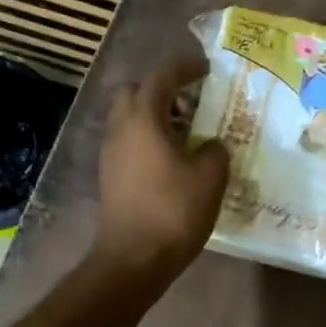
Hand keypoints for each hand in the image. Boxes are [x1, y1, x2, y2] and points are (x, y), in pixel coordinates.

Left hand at [93, 58, 229, 282]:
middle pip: (135, 92)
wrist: (133, 258)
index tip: (206, 69)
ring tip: (188, 133)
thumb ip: (215, 149)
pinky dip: (148, 138)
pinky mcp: (110, 175)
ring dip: (156, 116)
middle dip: (162, 90)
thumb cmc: (174, 210)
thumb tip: (211, 144)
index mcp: (143, 118)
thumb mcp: (211, 176)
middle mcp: (120, 128)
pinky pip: (128, 141)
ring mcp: (110, 153)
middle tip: (191, 102)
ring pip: (129, 118)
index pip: (161, 77)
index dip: (185, 68)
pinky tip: (173, 159)